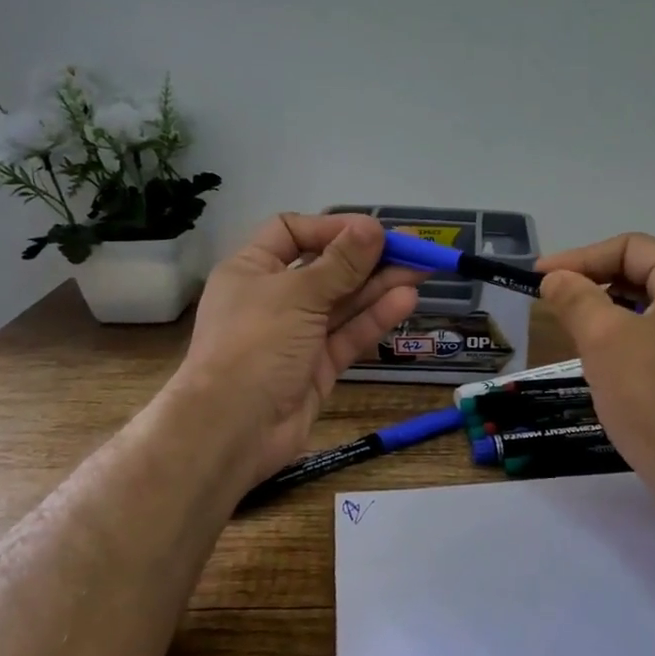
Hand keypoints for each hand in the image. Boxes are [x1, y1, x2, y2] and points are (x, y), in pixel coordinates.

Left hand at [174, 214, 422, 485]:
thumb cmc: (255, 345)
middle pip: (326, 268)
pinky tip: (406, 301)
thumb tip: (372, 226)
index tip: (371, 231)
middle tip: (414, 248)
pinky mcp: (318, 367)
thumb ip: (340, 263)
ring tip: (422, 270)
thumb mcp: (297, 294)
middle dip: (368, 258)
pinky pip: (349, 335)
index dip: (332, 228)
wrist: (233, 429)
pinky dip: (375, 318)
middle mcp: (274, 298)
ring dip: (380, 285)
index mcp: (253, 269)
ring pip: (343, 303)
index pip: (292, 232)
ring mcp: (297, 335)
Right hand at [537, 233, 654, 504]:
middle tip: (552, 305)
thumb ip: (576, 299)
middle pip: (640, 276)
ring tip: (572, 336)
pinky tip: (603, 370)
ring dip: (606, 318)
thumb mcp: (605, 339)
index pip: (629, 247)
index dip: (580, 257)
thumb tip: (555, 277)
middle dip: (592, 286)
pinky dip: (624, 345)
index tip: (539, 278)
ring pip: (646, 313)